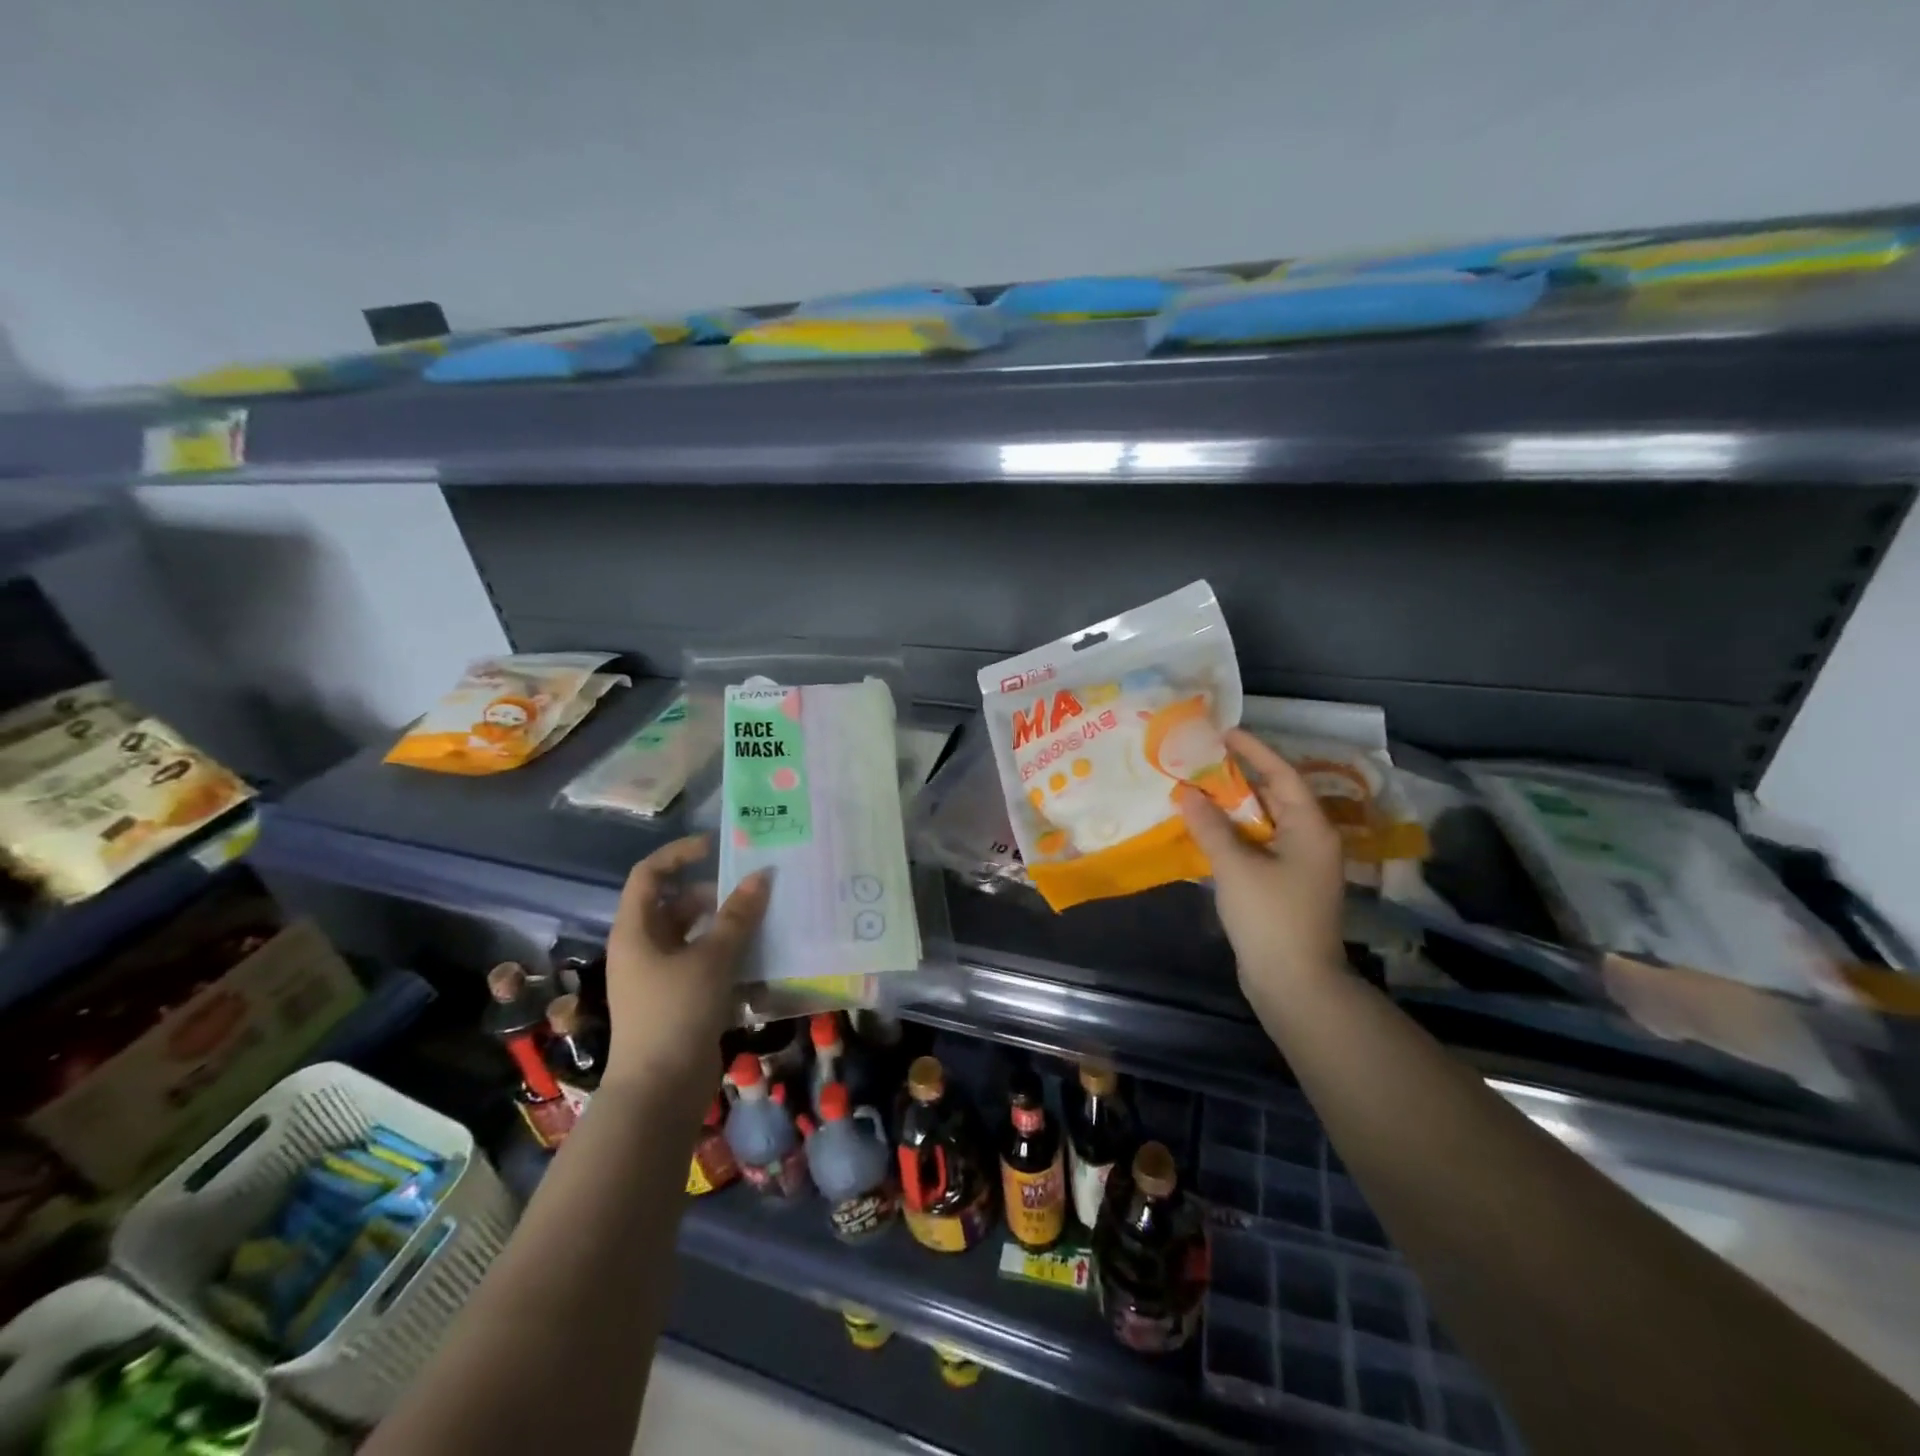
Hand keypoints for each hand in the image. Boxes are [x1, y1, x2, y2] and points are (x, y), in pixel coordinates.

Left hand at [603, 835, 769, 1093]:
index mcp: (637, 930)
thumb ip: (738, 916)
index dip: (679, 854)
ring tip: (766, 922)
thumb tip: (761, 876)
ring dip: (728, 927)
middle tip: (756, 891)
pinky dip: (729, 958)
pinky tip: (761, 961)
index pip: (650, 874)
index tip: (717, 847)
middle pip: (678, 905)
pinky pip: (705, 964)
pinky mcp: (679, 1000)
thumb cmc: (677, 1012)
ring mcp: (660, 976)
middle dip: (716, 895)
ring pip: (696, 936)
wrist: (660, 1091)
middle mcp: (644, 948)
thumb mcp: (712, 958)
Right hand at [1177, 729, 1347, 1003]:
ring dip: (1230, 807)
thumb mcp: (1236, 868)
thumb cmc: (1271, 918)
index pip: (1283, 775)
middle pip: (1273, 796)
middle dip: (1238, 777)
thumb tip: (1187, 793)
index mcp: (1310, 829)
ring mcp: (1297, 865)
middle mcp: (1309, 841)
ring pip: (1261, 823)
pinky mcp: (1281, 885)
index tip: (1224, 732)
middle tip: (1201, 759)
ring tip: (1195, 788)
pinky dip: (1230, 834)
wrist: (1294, 984)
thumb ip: (1210, 827)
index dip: (1255, 751)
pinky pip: (1255, 845)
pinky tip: (1201, 829)